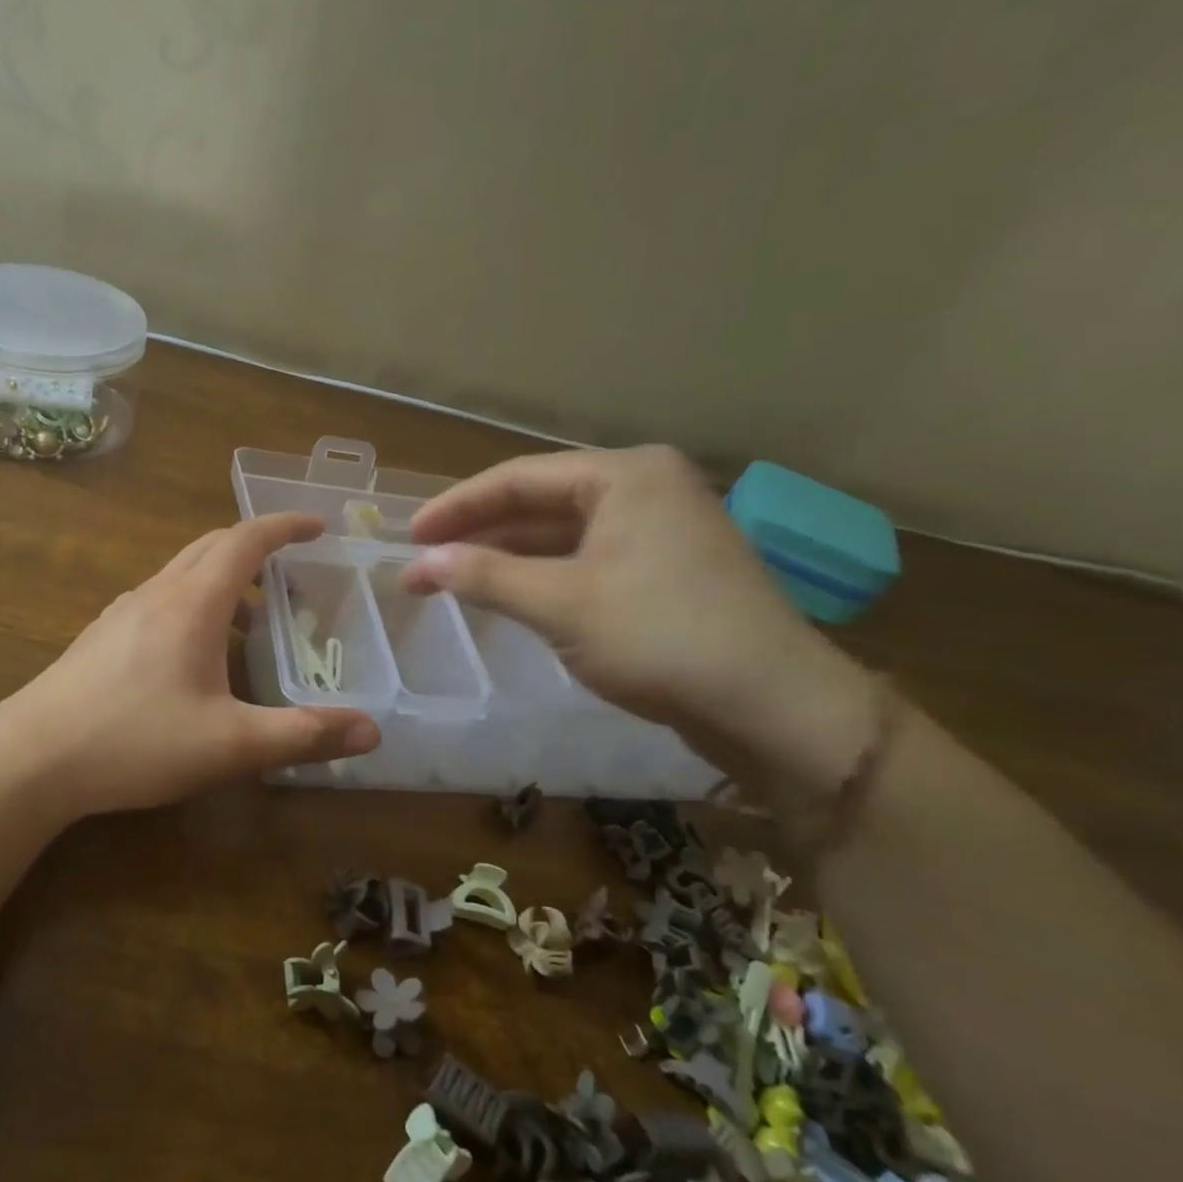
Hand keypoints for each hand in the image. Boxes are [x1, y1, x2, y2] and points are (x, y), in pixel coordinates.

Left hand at [6, 513, 381, 814]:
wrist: (31, 758)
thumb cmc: (135, 742)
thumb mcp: (230, 745)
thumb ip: (302, 735)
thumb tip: (371, 732)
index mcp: (192, 602)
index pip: (245, 540)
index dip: (284, 526)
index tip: (318, 526)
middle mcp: (156, 594)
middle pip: (211, 546)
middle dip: (256, 549)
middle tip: (291, 574)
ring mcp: (122, 612)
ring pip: (182, 574)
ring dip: (222, 580)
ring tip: (250, 623)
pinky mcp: (101, 637)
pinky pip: (158, 600)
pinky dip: (192, 604)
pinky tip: (194, 656)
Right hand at [400, 446, 879, 803]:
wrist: (773, 706)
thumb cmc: (661, 637)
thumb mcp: (562, 604)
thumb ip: (486, 576)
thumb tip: (422, 562)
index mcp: (625, 475)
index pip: (518, 478)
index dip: (456, 507)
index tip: (409, 536)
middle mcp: (644, 489)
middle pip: (538, 503)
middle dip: (477, 534)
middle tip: (422, 562)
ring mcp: (658, 530)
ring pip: (560, 535)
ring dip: (505, 558)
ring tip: (450, 581)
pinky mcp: (664, 571)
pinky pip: (584, 561)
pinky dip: (541, 577)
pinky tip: (506, 595)